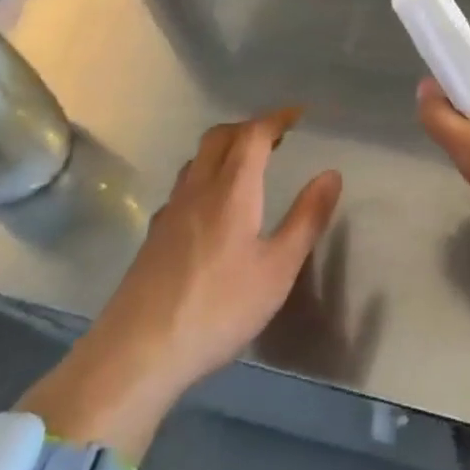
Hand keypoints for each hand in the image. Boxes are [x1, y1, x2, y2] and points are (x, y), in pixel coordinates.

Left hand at [19, 108, 341, 460]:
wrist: (137, 353)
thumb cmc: (218, 309)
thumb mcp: (278, 269)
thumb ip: (307, 218)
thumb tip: (331, 173)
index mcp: (231, 190)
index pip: (253, 135)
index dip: (276, 118)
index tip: (299, 115)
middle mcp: (198, 189)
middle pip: (219, 137)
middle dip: (249, 127)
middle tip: (276, 136)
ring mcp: (170, 211)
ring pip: (197, 159)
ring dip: (225, 148)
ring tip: (248, 164)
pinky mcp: (154, 236)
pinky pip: (184, 186)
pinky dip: (206, 175)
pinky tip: (213, 206)